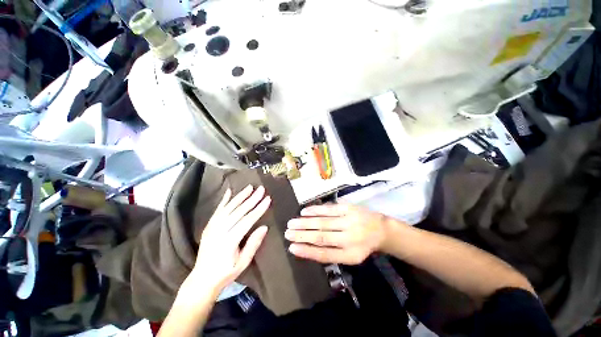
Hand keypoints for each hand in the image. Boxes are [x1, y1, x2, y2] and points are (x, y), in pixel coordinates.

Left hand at [189, 185, 270, 294]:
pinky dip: (224, 200)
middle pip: (238, 211)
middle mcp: (220, 231)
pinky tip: (229, 191)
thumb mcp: (242, 263)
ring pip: (228, 208)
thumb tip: (264, 227)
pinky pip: (217, 210)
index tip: (267, 199)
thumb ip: (253, 244)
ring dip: (240, 196)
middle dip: (252, 199)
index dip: (258, 209)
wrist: (201, 279)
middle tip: (261, 189)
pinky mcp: (209, 226)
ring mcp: (212, 227)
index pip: (247, 221)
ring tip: (250, 187)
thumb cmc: (225, 273)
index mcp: (229, 241)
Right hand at [285, 204, 388, 264]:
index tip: (292, 247)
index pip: (324, 254)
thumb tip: (307, 248)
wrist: (381, 229)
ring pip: (323, 222)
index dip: (307, 251)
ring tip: (291, 223)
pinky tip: (304, 211)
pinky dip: (315, 210)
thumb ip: (331, 253)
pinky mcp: (348, 208)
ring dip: (305, 222)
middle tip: (287, 233)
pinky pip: (329, 209)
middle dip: (302, 235)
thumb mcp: (350, 256)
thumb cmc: (362, 245)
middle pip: (321, 237)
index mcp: (350, 255)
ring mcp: (349, 221)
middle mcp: (350, 238)